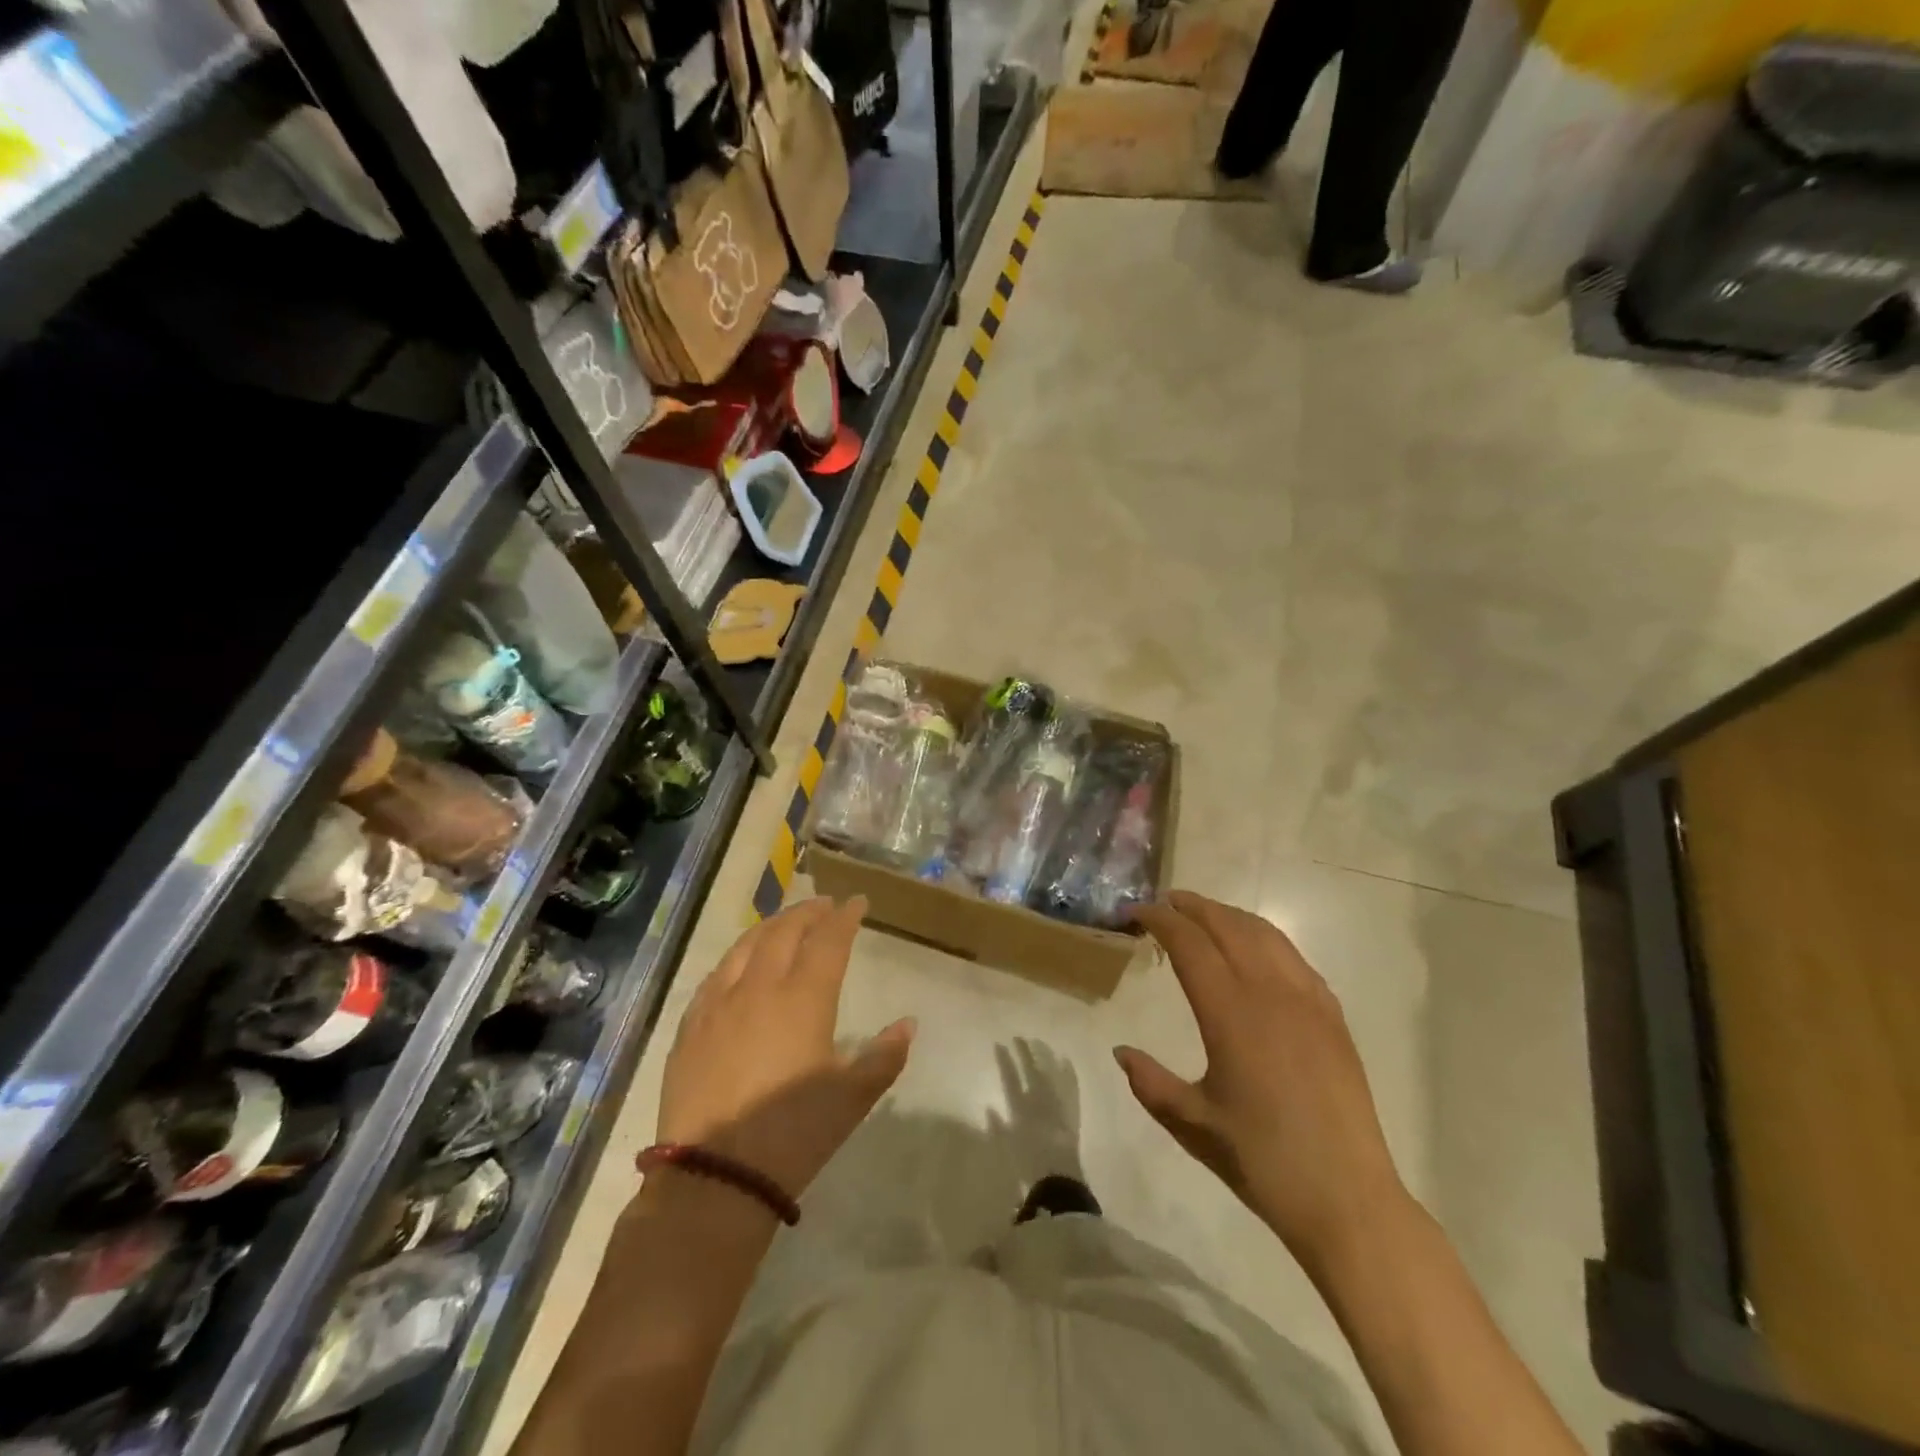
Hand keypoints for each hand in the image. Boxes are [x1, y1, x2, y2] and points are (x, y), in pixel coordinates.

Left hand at [655, 897, 913, 1200]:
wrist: (715, 1176)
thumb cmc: (795, 1133)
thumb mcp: (853, 1098)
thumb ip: (885, 1056)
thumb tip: (908, 1023)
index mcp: (804, 998)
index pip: (829, 940)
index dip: (844, 917)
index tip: (857, 902)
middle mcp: (760, 988)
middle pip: (785, 932)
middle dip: (808, 912)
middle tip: (824, 905)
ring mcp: (719, 1004)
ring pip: (746, 945)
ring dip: (770, 925)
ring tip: (785, 920)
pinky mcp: (691, 1026)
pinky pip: (716, 975)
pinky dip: (736, 957)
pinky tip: (739, 963)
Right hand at [1120, 892, 1410, 1273]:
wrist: (1348, 1199)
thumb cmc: (1262, 1161)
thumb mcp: (1192, 1124)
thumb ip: (1150, 1083)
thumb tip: (1120, 1051)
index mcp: (1230, 1013)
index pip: (1188, 944)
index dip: (1159, 920)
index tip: (1134, 913)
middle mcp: (1270, 992)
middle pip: (1227, 925)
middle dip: (1192, 907)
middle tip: (1163, 903)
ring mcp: (1308, 1000)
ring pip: (1264, 934)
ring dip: (1228, 916)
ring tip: (1203, 916)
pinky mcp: (1332, 1016)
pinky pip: (1293, 957)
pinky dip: (1264, 938)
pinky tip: (1254, 952)